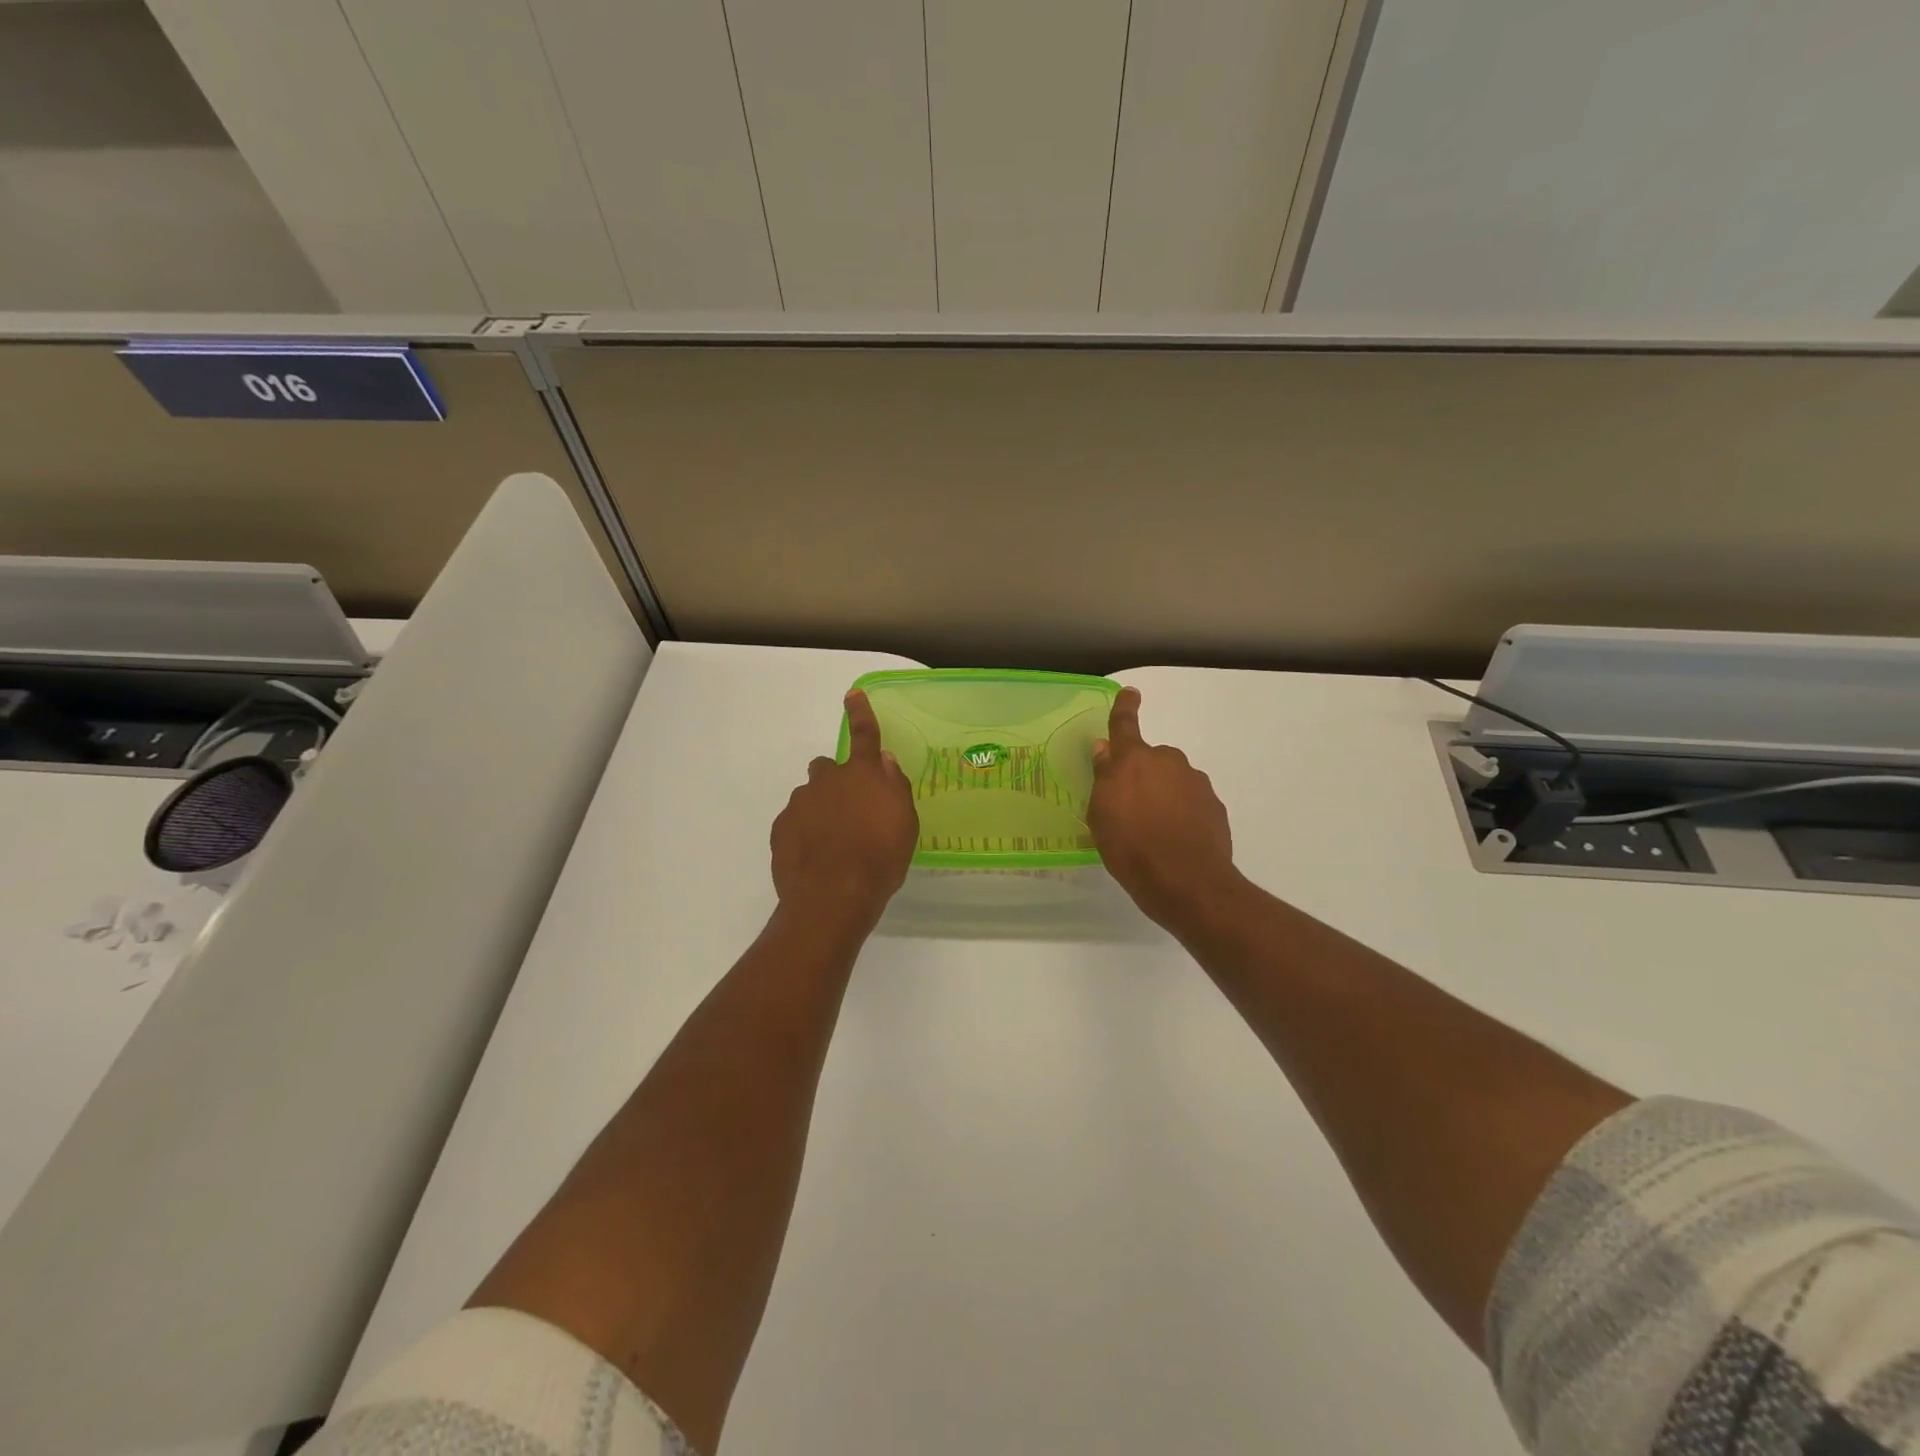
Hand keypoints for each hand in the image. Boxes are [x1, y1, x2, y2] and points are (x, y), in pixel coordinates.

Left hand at [771, 690, 918, 928]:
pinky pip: (794, 822)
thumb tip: (885, 762)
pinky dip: (804, 833)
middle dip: (835, 780)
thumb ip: (895, 787)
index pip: (864, 734)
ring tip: (832, 843)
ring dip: (820, 810)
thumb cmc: (880, 859)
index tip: (852, 695)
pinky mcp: (781, 829)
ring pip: (809, 796)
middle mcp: (827, 781)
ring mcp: (800, 804)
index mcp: (863, 775)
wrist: (832, 896)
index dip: (860, 713)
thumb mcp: (905, 824)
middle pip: (826, 767)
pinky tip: (815, 857)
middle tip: (848, 810)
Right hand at [1088, 687, 1242, 935]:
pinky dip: (1183, 815)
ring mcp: (1196, 783)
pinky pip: (1192, 802)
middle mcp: (1167, 762)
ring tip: (1154, 832)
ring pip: (1174, 781)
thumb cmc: (1130, 848)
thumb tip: (1106, 750)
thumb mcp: (1101, 816)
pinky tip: (1176, 841)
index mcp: (1133, 760)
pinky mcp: (1215, 806)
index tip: (1131, 693)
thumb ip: (1104, 778)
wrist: (1186, 881)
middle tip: (1131, 808)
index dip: (1125, 708)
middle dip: (1143, 775)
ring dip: (1165, 796)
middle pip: (1152, 760)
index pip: (1125, 724)